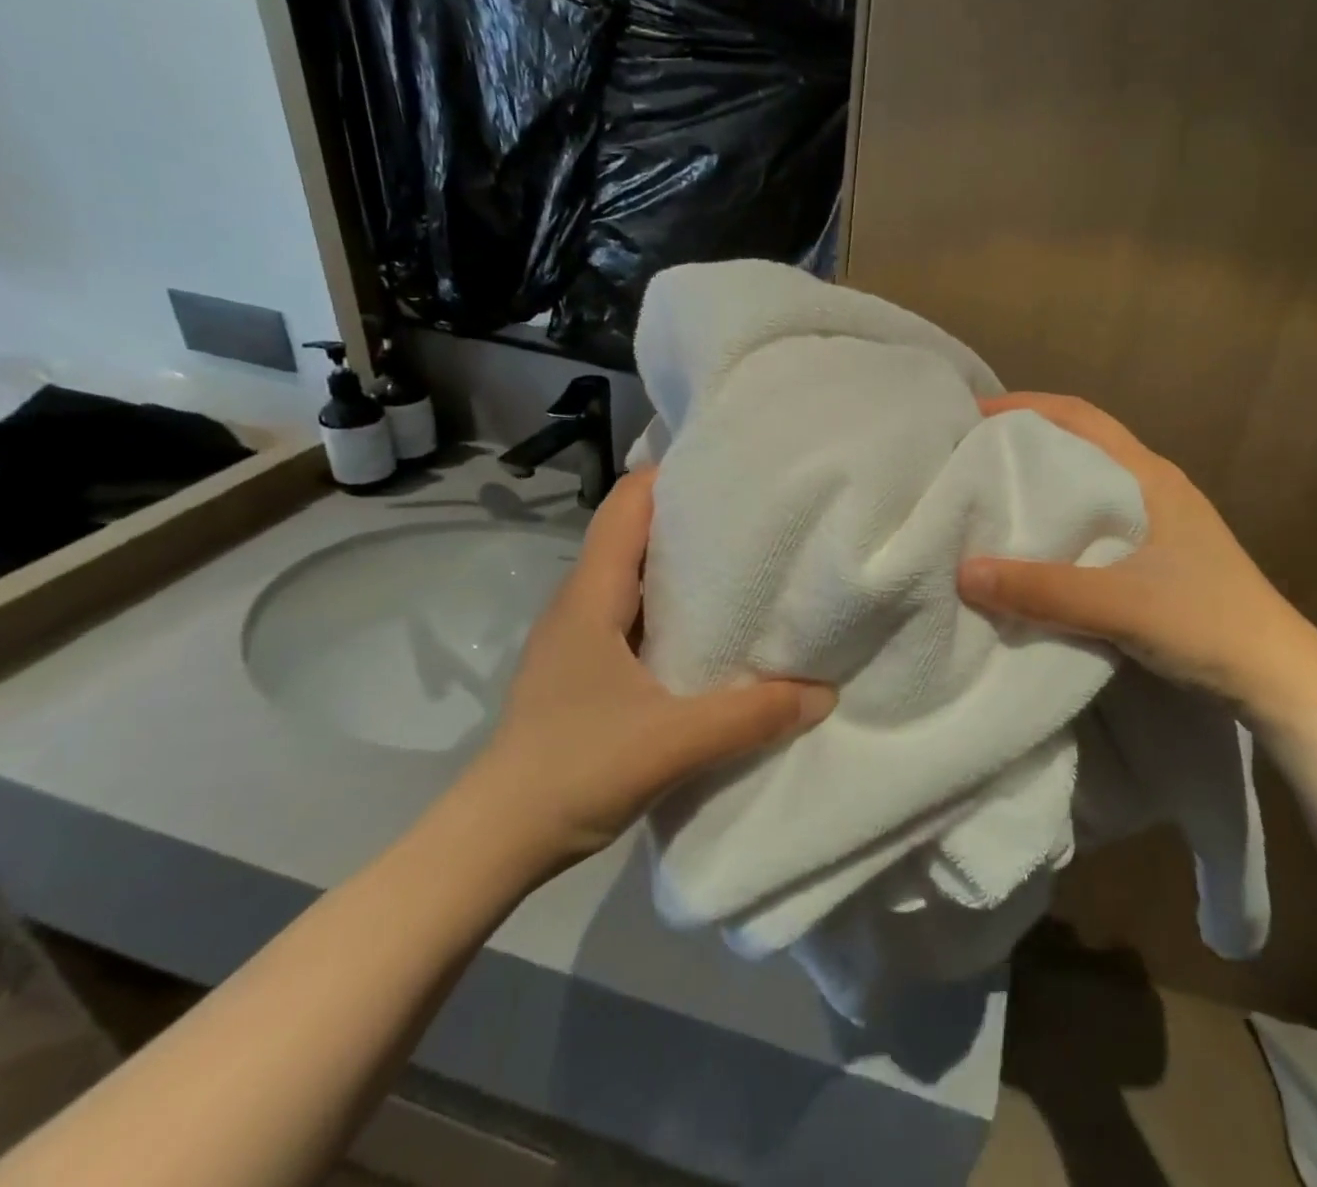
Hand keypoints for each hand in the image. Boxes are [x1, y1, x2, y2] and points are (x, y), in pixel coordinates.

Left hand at [453, 468, 835, 885]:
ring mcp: (579, 638)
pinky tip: (712, 634)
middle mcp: (581, 603)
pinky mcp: (585, 670)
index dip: (672, 477)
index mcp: (591, 595)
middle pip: (635, 534)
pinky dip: (673, 609)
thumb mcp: (672, 743)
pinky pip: (635, 616)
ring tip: (746, 568)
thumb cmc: (572, 771)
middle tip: (757, 519)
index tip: (731, 472)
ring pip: (636, 577)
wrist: (493, 844)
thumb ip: (751, 717)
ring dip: (683, 566)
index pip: (626, 505)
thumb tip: (823, 693)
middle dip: (691, 518)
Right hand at [957, 393, 1316, 719]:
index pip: (1081, 418)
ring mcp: (1159, 524)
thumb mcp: (1119, 603)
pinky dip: (1059, 523)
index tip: (975, 415)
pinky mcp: (1157, 558)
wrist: (1278, 679)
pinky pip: (1095, 524)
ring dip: (1044, 485)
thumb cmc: (1206, 623)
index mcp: (1149, 477)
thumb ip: (1043, 589)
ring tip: (992, 500)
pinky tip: (1035, 548)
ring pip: (1088, 487)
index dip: (1027, 407)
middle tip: (973, 457)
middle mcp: (1153, 489)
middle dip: (1027, 443)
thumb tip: (963, 571)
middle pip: (1081, 446)